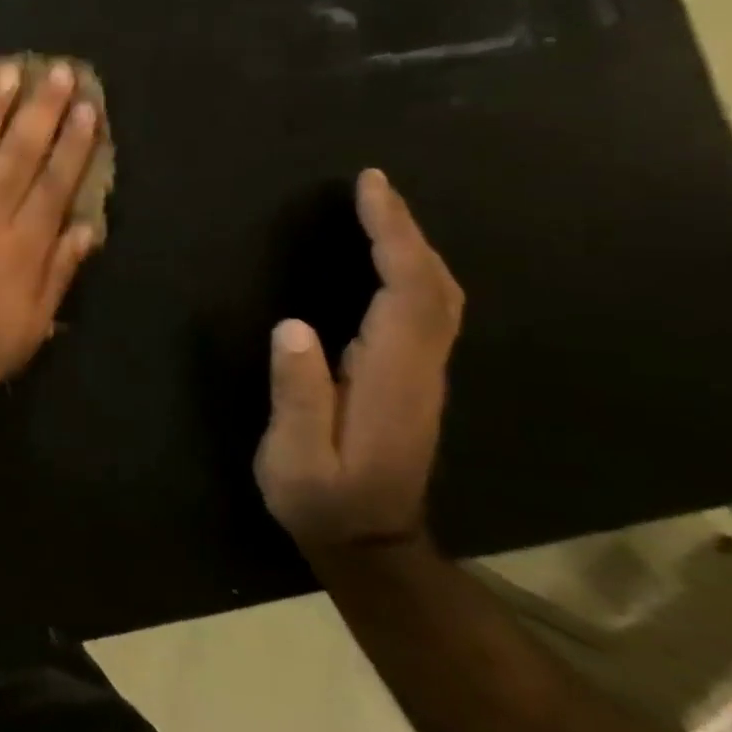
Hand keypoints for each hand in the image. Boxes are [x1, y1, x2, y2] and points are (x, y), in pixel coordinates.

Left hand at [0, 61, 101, 434]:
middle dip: (40, 111)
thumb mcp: (29, 329)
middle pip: (17, 155)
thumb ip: (58, 275)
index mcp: (21, 249)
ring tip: (6, 73)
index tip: (86, 107)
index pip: (55, 184)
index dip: (74, 144)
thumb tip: (86, 228)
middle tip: (55, 72)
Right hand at [255, 169, 464, 550]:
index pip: (407, 292)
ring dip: (413, 246)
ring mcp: (423, 374)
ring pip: (437, 295)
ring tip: (378, 209)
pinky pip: (425, 309)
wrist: (372, 545)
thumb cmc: (323, 501)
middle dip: (407, 230)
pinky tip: (389, 258)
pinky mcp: (413, 379)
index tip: (369, 189)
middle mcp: (420, 368)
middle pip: (434, 285)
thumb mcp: (295, 459)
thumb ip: (298, 396)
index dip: (394, 236)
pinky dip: (412, 270)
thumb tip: (293, 326)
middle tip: (373, 186)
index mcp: (392, 379)